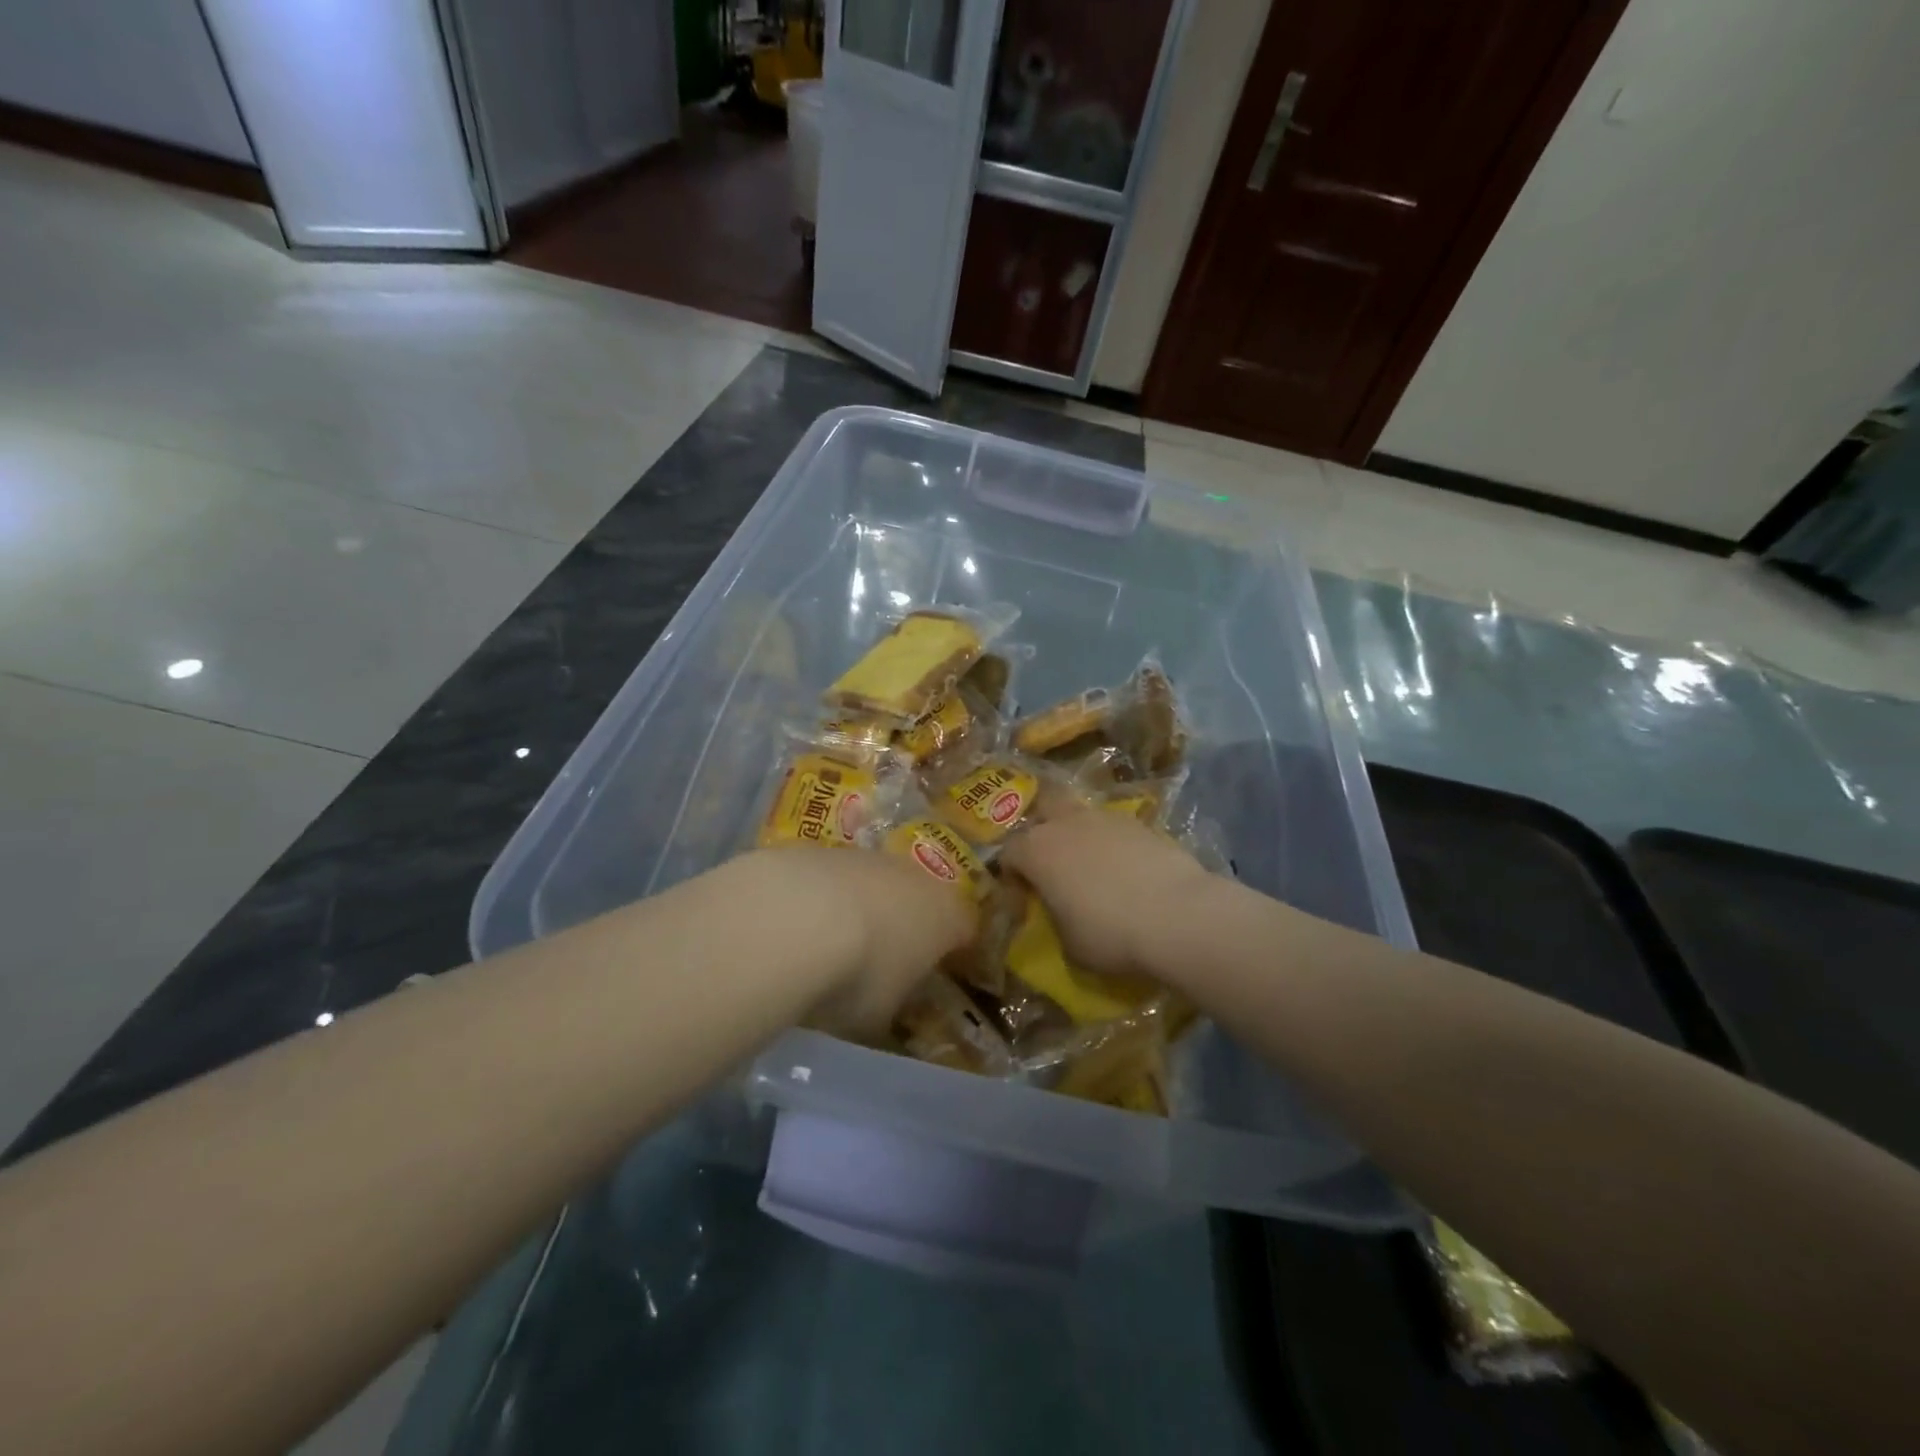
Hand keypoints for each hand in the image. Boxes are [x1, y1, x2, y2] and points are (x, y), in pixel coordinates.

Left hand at [737, 847, 974, 1033]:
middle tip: (881, 956)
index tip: (934, 970)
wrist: (796, 921)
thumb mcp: (883, 1012)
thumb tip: (886, 997)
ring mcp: (866, 856)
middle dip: (904, 921)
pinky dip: (821, 897)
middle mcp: (914, 875)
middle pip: (918, 896)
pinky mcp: (821, 848)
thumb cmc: (858, 976)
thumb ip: (892, 998)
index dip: (951, 948)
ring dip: (860, 905)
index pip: (963, 927)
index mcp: (945, 915)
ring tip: (831, 942)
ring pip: (873, 881)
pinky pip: (832, 877)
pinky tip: (797, 923)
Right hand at [998, 808, 1217, 981]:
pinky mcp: (1142, 823)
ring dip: (1080, 834)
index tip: (1024, 899)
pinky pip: (1115, 829)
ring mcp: (1106, 818)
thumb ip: (1054, 919)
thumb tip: (1060, 913)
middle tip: (1052, 860)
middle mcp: (1066, 823)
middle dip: (1042, 827)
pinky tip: (1127, 871)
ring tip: (1093, 867)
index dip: (1011, 876)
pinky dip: (1114, 844)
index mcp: (1036, 850)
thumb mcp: (1068, 943)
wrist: (1178, 915)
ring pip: (1082, 815)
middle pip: (1043, 807)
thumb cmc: (1110, 933)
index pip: (1008, 854)